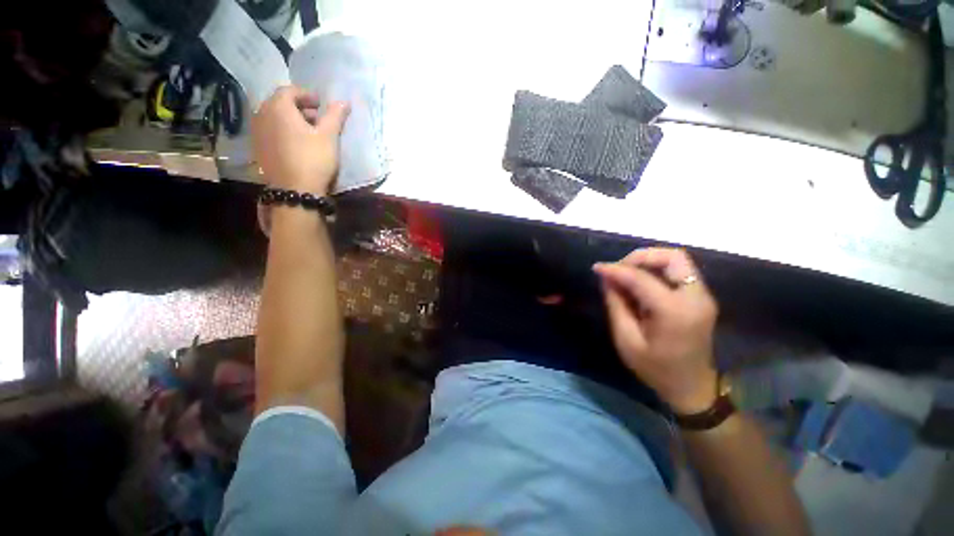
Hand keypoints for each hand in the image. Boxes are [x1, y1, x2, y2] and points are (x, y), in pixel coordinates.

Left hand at [252, 86, 349, 194]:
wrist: (295, 190)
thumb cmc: (313, 158)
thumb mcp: (329, 136)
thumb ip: (335, 116)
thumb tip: (344, 101)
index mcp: (278, 107)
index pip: (289, 91)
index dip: (306, 94)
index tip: (320, 103)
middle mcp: (262, 115)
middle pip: (279, 103)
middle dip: (298, 107)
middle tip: (316, 117)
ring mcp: (258, 133)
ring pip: (273, 118)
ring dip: (290, 119)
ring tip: (308, 131)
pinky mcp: (259, 149)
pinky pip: (270, 131)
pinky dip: (282, 131)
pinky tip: (296, 143)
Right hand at [593, 248, 718, 413]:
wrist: (692, 387)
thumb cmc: (656, 368)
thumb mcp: (626, 340)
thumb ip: (616, 304)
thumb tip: (607, 278)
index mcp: (675, 311)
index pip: (641, 278)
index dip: (616, 269)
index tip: (597, 268)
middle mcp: (695, 297)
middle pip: (672, 256)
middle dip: (640, 257)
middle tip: (619, 269)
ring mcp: (702, 296)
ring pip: (677, 261)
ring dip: (649, 262)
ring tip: (626, 275)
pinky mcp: (701, 298)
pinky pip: (678, 272)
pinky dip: (656, 271)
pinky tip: (640, 284)